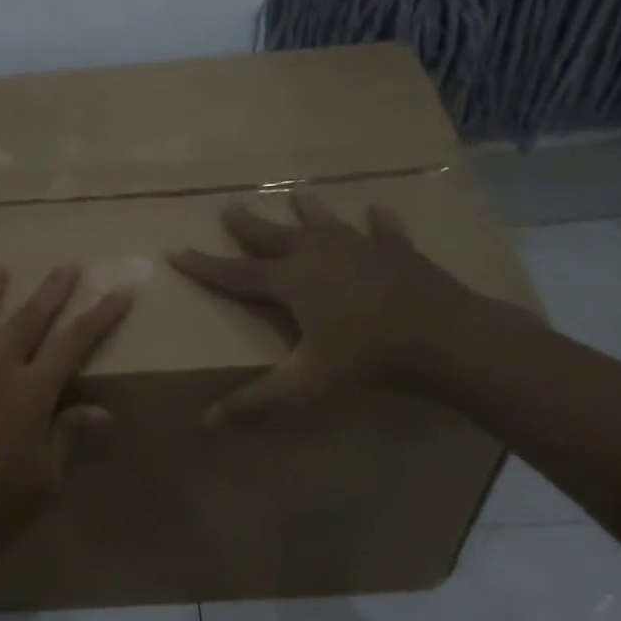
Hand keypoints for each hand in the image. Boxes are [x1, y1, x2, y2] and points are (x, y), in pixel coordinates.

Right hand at [170, 191, 487, 423]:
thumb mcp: (305, 385)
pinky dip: (378, 222)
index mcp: (291, 282)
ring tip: (295, 195)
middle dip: (248, 226)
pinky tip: (378, 211)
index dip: (203, 265)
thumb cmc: (367, 358)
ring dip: (308, 211)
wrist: (444, 336)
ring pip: (325, 224)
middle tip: (228, 207)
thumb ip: (256, 403)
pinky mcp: (397, 252)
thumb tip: (206, 424)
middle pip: (274, 237)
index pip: (235, 273)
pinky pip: (383, 231)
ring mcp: (361, 248)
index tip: (176, 250)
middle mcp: (319, 255)